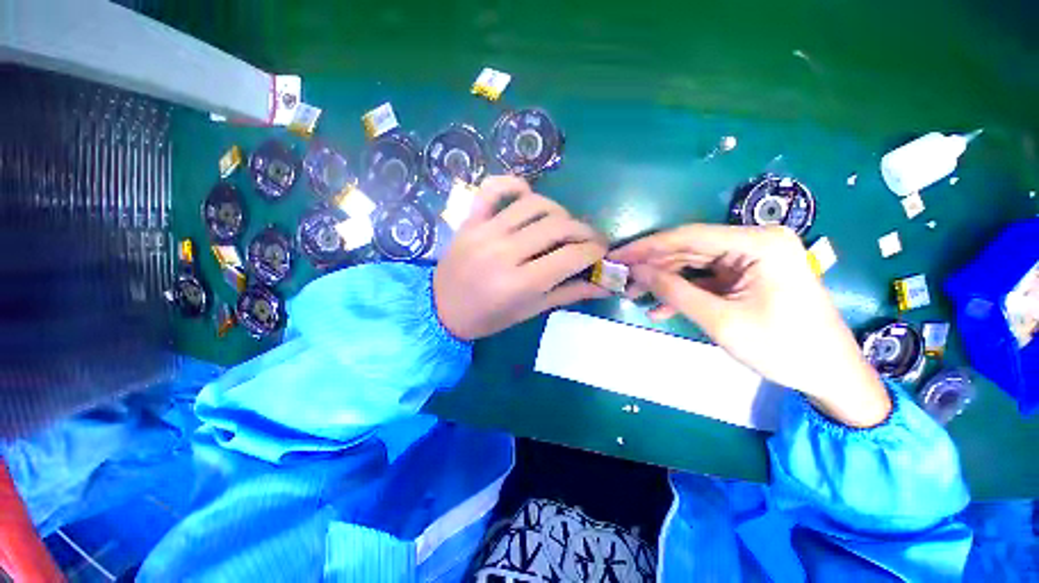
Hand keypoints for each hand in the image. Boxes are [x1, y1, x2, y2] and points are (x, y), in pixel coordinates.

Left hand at [434, 176, 610, 340]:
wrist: (440, 310)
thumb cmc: (488, 318)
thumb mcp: (530, 312)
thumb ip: (568, 294)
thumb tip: (604, 284)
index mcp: (519, 283)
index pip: (571, 257)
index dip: (595, 251)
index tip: (602, 252)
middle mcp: (503, 252)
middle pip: (558, 227)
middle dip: (585, 231)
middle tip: (591, 239)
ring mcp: (484, 231)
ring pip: (534, 204)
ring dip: (558, 211)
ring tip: (563, 225)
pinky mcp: (470, 220)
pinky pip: (493, 189)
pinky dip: (514, 185)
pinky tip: (528, 195)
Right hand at [609, 224, 890, 427]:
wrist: (830, 374)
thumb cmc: (783, 347)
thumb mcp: (721, 320)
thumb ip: (675, 291)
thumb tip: (637, 271)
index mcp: (758, 243)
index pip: (688, 237)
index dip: (647, 247)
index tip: (617, 256)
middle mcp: (755, 242)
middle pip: (689, 249)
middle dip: (653, 266)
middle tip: (621, 279)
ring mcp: (751, 258)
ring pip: (693, 264)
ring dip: (664, 280)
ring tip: (634, 296)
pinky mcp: (747, 275)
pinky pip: (706, 278)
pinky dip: (683, 292)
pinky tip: (660, 309)